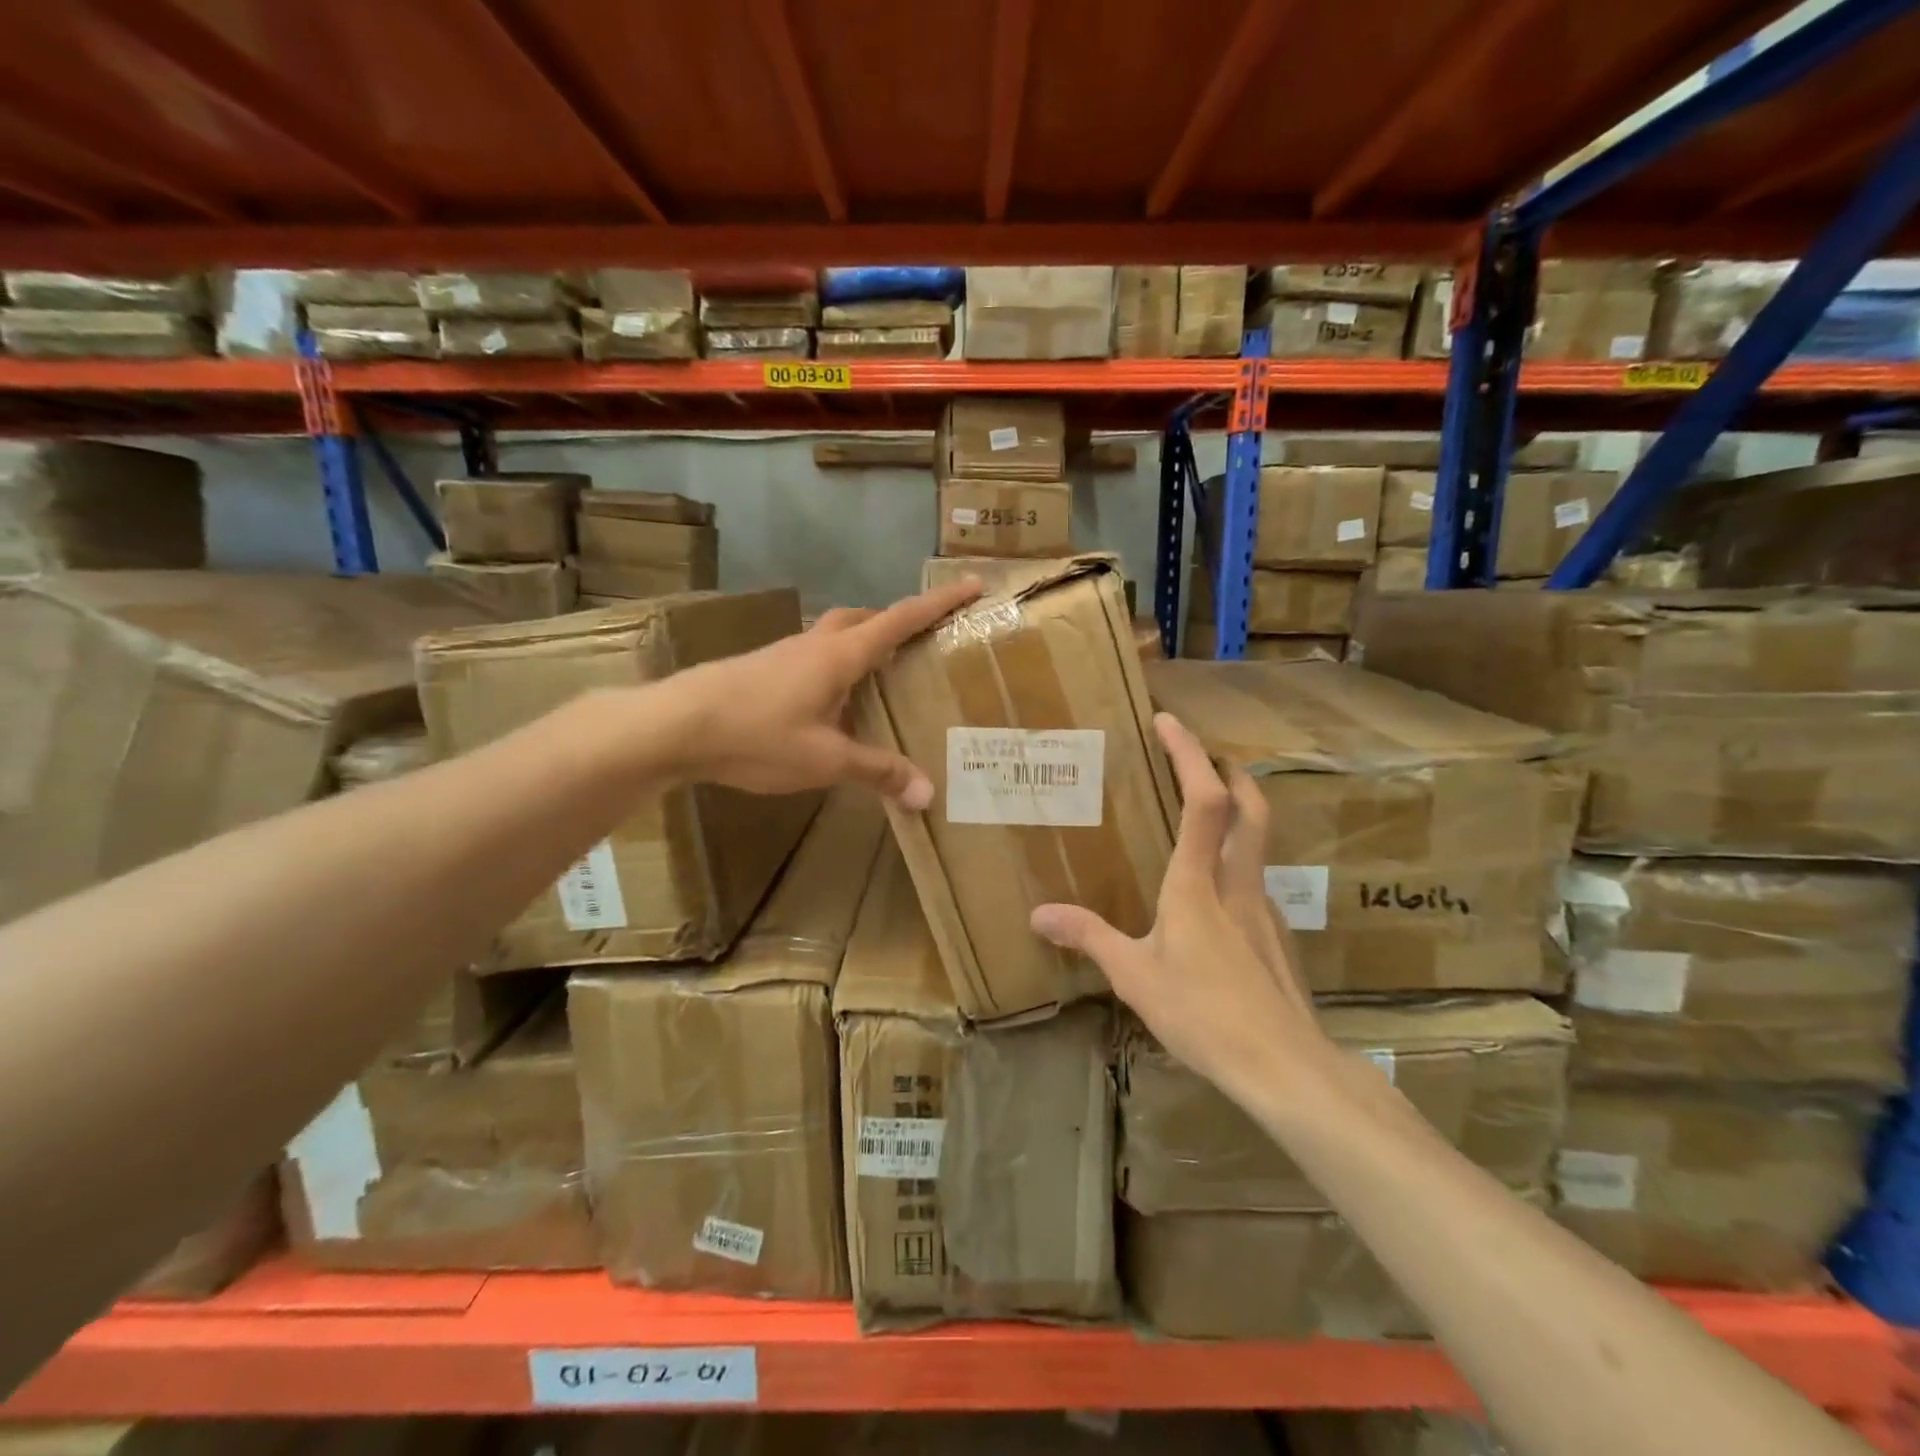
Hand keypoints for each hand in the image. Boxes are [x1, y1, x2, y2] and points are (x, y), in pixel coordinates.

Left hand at [672, 578, 980, 806]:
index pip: (901, 620)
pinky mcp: (764, 668)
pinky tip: (832, 701)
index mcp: (840, 655)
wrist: (674, 725)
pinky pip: (815, 656)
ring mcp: (786, 653)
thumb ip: (877, 772)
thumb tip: (927, 794)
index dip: (939, 602)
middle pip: (866, 619)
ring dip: (865, 643)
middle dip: (899, 622)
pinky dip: (838, 666)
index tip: (972, 583)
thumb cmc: (757, 735)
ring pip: (837, 635)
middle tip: (923, 643)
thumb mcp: (824, 760)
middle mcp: (816, 644)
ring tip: (883, 676)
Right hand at [1030, 713, 1324, 1104]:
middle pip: (1251, 808)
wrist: (1285, 1067)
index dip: (1189, 755)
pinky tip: (1216, 898)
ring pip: (1259, 843)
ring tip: (1206, 818)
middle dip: (1231, 772)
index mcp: (1198, 885)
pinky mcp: (1277, 937)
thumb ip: (1089, 938)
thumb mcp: (1134, 977)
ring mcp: (1265, 909)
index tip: (1168, 722)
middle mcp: (1238, 884)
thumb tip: (1038, 915)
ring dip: (1239, 813)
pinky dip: (1238, 863)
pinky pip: (1256, 881)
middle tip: (1207, 757)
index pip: (1203, 801)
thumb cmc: (1204, 1014)